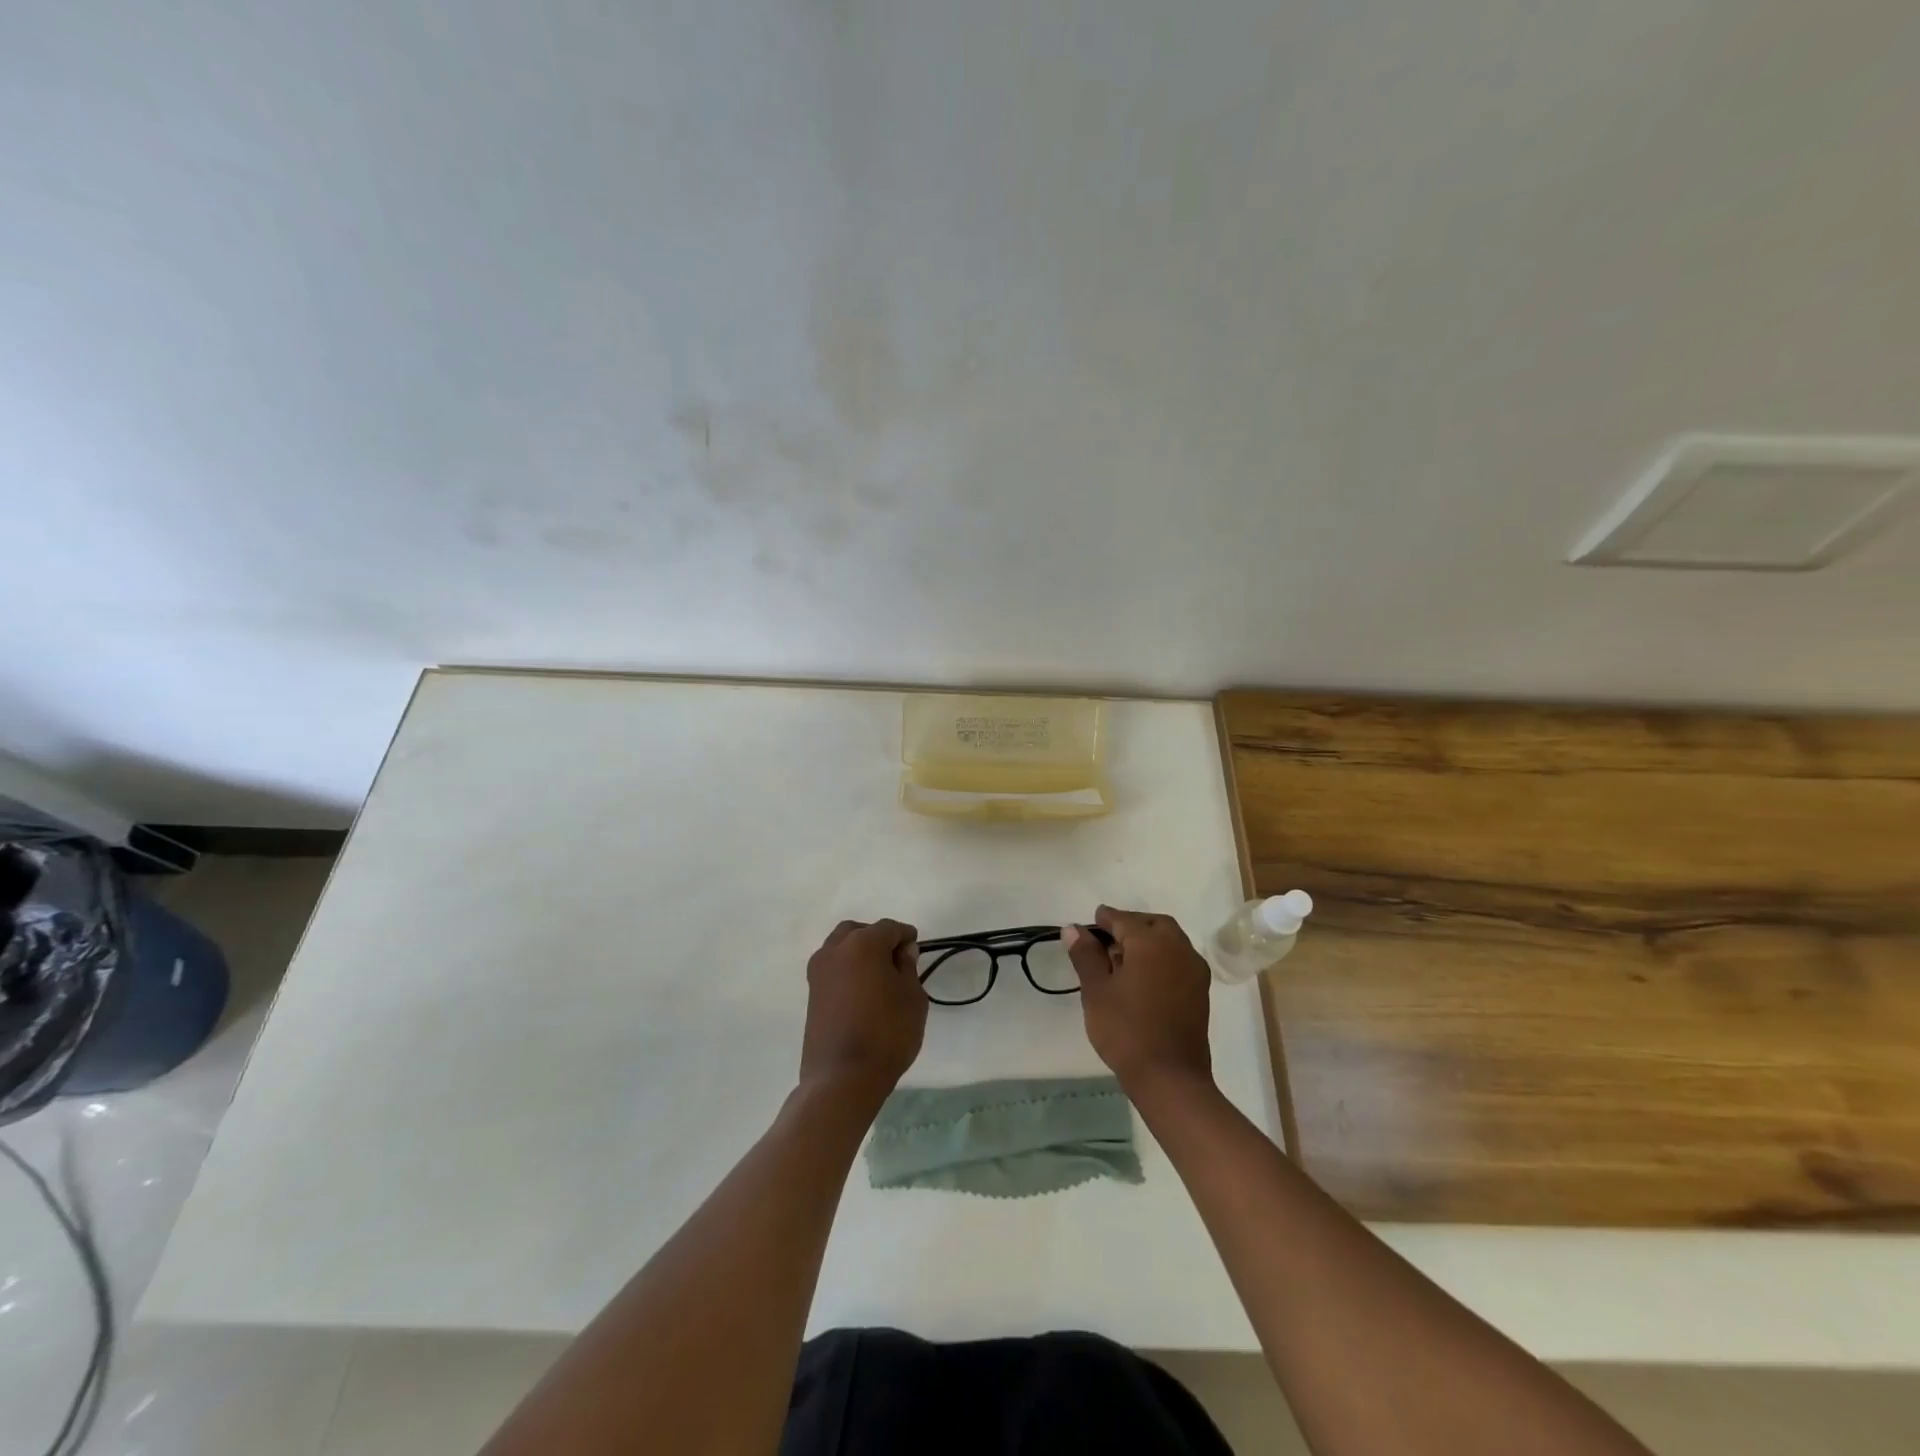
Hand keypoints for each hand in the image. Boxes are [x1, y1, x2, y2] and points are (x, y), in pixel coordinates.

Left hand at [800, 919, 925, 1103]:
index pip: (889, 928)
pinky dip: (847, 969)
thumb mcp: (912, 998)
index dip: (905, 935)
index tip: (916, 949)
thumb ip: (908, 968)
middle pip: (858, 931)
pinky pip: (832, 968)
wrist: (842, 1078)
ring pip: (840, 947)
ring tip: (879, 976)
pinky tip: (862, 990)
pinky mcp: (811, 993)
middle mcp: (835, 950)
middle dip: (878, 938)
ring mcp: (819, 972)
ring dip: (859, 952)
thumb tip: (902, 951)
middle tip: (896, 958)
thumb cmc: (887, 1034)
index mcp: (863, 944)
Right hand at [1063, 906, 1213, 1094]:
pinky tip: (1143, 979)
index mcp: (1151, 942)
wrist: (1170, 1078)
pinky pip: (1179, 961)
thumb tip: (1073, 928)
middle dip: (1131, 925)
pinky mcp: (1201, 992)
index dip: (1105, 919)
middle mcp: (1178, 948)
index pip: (1124, 920)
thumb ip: (1085, 955)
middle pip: (1154, 925)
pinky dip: (1161, 958)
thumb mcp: (1096, 990)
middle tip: (1108, 939)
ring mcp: (1194, 971)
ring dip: (1148, 941)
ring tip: (1122, 961)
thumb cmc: (1126, 1030)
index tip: (1090, 923)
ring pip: (1170, 942)